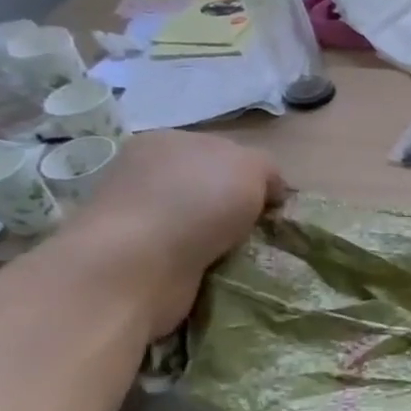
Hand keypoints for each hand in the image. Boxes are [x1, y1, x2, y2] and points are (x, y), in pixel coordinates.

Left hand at [62, 132, 284, 335]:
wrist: (139, 262)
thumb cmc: (197, 201)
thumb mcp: (251, 166)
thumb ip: (266, 168)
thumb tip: (268, 189)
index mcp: (168, 140)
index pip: (224, 153)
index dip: (255, 176)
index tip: (273, 203)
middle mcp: (147, 171)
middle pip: (211, 187)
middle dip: (237, 208)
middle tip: (261, 230)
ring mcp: (138, 213)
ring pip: (199, 222)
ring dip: (222, 238)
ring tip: (244, 254)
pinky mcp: (136, 254)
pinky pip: (186, 253)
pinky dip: (206, 261)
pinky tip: (218, 269)